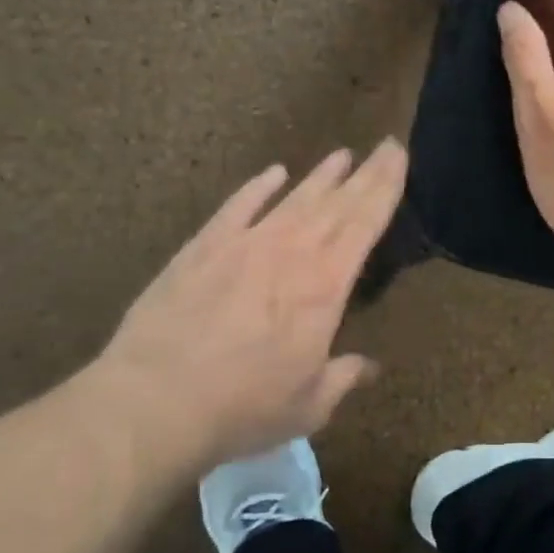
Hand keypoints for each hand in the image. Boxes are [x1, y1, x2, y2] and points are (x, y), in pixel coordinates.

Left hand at [85, 141, 407, 467]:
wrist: (154, 402)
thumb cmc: (243, 408)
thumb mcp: (308, 406)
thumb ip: (343, 378)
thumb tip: (369, 366)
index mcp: (324, 286)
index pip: (365, 224)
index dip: (386, 188)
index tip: (399, 157)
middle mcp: (290, 252)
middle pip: (337, 203)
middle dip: (367, 172)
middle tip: (386, 145)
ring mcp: (245, 244)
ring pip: (294, 198)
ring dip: (321, 176)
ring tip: (342, 154)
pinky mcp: (203, 247)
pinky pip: (238, 206)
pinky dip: (258, 187)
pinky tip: (273, 173)